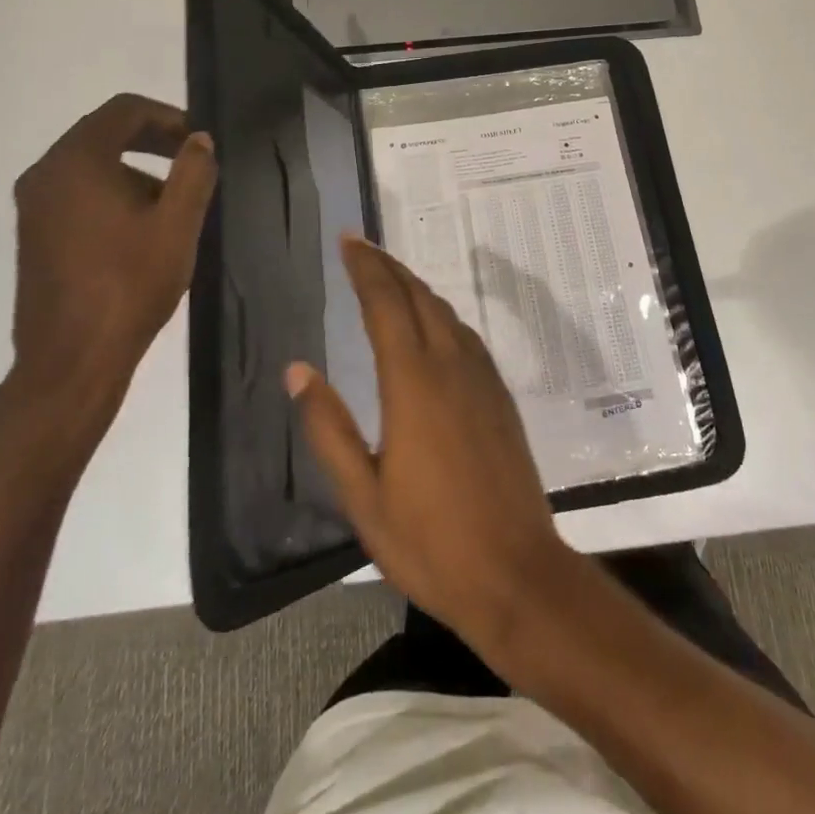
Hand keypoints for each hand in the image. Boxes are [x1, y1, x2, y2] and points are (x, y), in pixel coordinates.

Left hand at [8, 94, 215, 431]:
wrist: (71, 360)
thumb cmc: (129, 285)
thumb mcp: (177, 225)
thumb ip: (193, 172)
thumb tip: (199, 140)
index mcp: (77, 162)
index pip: (124, 110)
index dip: (168, 116)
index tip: (199, 141)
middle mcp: (45, 174)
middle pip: (103, 132)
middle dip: (152, 140)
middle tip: (192, 161)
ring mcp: (34, 205)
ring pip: (90, 164)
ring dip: (134, 168)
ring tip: (173, 201)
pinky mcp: (34, 233)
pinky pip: (76, 191)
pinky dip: (111, 191)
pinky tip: (141, 228)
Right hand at [286, 236, 574, 656]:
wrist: (516, 573)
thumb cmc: (429, 541)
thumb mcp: (362, 496)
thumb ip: (328, 428)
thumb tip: (298, 371)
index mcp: (413, 383)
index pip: (385, 304)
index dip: (365, 268)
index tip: (348, 240)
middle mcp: (451, 366)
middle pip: (418, 297)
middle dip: (388, 267)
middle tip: (361, 247)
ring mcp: (482, 379)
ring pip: (446, 313)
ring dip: (416, 287)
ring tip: (389, 278)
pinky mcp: (500, 396)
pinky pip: (466, 336)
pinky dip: (441, 315)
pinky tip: (432, 326)